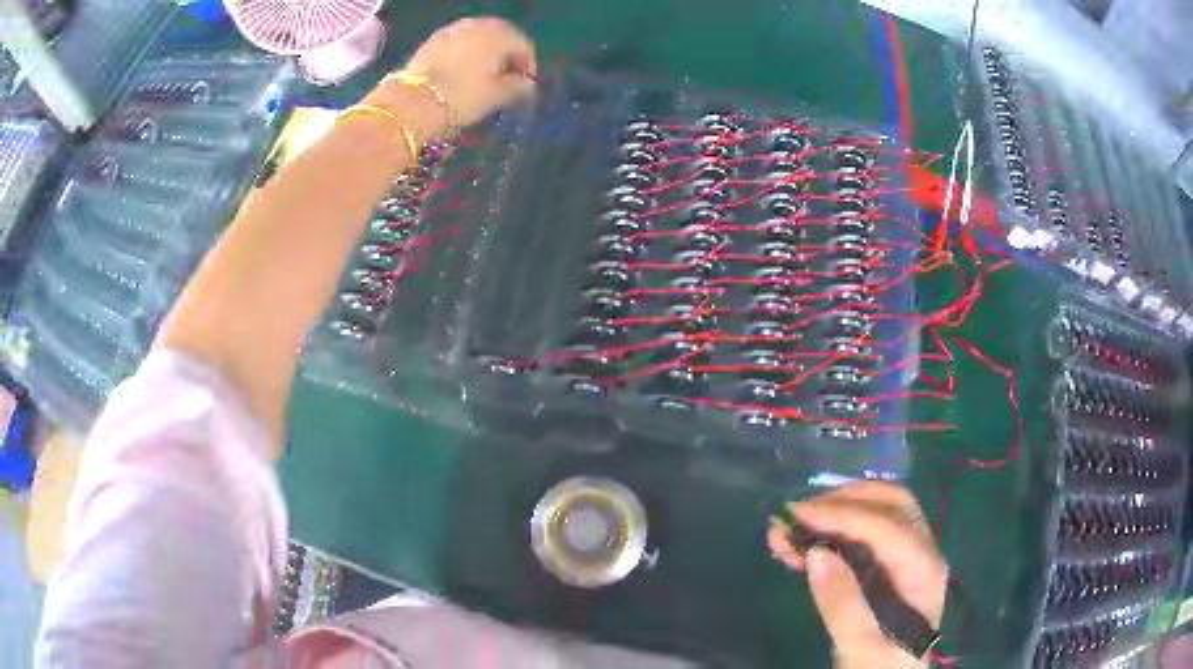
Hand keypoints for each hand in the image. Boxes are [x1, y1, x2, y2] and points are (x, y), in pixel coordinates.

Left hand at [401, 17, 535, 128]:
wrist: (414, 101)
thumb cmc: (462, 97)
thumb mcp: (496, 96)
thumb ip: (517, 87)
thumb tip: (527, 84)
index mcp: (500, 36)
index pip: (523, 45)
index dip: (527, 65)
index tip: (524, 84)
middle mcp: (479, 25)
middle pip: (501, 36)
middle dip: (506, 54)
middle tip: (505, 76)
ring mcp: (454, 29)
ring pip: (479, 36)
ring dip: (485, 51)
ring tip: (483, 73)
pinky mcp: (434, 39)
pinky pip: (459, 41)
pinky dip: (466, 51)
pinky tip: (462, 69)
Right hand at [768, 482, 947, 667]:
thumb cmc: (880, 668)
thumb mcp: (861, 647)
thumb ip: (842, 604)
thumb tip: (816, 552)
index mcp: (923, 570)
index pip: (886, 527)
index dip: (842, 515)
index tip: (796, 514)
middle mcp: (921, 554)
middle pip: (890, 505)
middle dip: (843, 500)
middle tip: (799, 513)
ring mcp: (906, 559)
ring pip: (877, 515)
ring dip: (834, 514)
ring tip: (787, 528)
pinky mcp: (888, 569)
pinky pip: (864, 537)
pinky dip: (833, 534)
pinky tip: (800, 546)